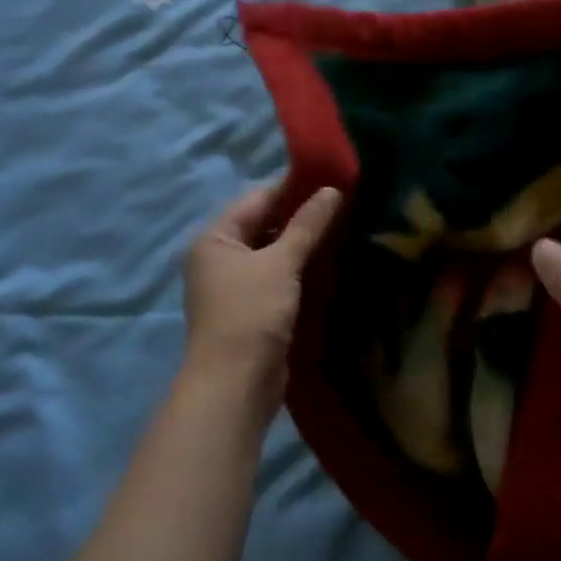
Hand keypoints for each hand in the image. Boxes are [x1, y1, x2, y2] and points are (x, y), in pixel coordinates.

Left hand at [183, 180, 340, 402]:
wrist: (236, 384)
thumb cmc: (251, 313)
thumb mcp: (281, 263)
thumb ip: (306, 225)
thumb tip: (332, 190)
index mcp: (215, 238)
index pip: (257, 199)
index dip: (293, 187)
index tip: (331, 176)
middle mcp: (220, 258)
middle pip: (265, 225)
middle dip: (302, 216)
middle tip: (345, 202)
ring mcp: (235, 285)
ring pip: (274, 253)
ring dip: (304, 244)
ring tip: (345, 227)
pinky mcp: (253, 309)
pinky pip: (279, 278)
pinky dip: (301, 270)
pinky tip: (332, 262)